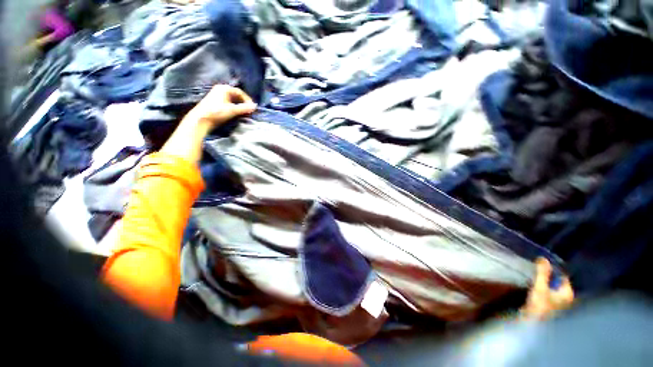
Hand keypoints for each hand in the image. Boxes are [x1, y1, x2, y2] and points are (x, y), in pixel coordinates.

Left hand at [183, 85, 256, 128]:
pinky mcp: (215, 102)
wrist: (201, 119)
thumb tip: (255, 107)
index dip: (247, 100)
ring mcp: (217, 95)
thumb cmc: (216, 112)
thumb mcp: (232, 110)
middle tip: (249, 110)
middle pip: (236, 95)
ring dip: (239, 106)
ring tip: (244, 113)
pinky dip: (234, 107)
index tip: (252, 107)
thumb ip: (244, 108)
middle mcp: (220, 89)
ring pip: (232, 99)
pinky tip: (236, 113)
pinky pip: (228, 103)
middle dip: (244, 103)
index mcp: (224, 88)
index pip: (240, 92)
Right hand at [521, 257, 573, 319]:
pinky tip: (534, 285)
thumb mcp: (540, 288)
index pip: (563, 276)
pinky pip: (548, 292)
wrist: (532, 325)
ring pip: (552, 287)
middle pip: (557, 282)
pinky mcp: (550, 306)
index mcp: (568, 293)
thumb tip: (543, 258)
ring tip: (534, 274)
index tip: (542, 262)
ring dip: (544, 281)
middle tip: (536, 267)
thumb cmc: (540, 306)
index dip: (553, 268)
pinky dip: (542, 287)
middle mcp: (566, 298)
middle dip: (548, 275)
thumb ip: (542, 273)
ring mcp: (558, 303)